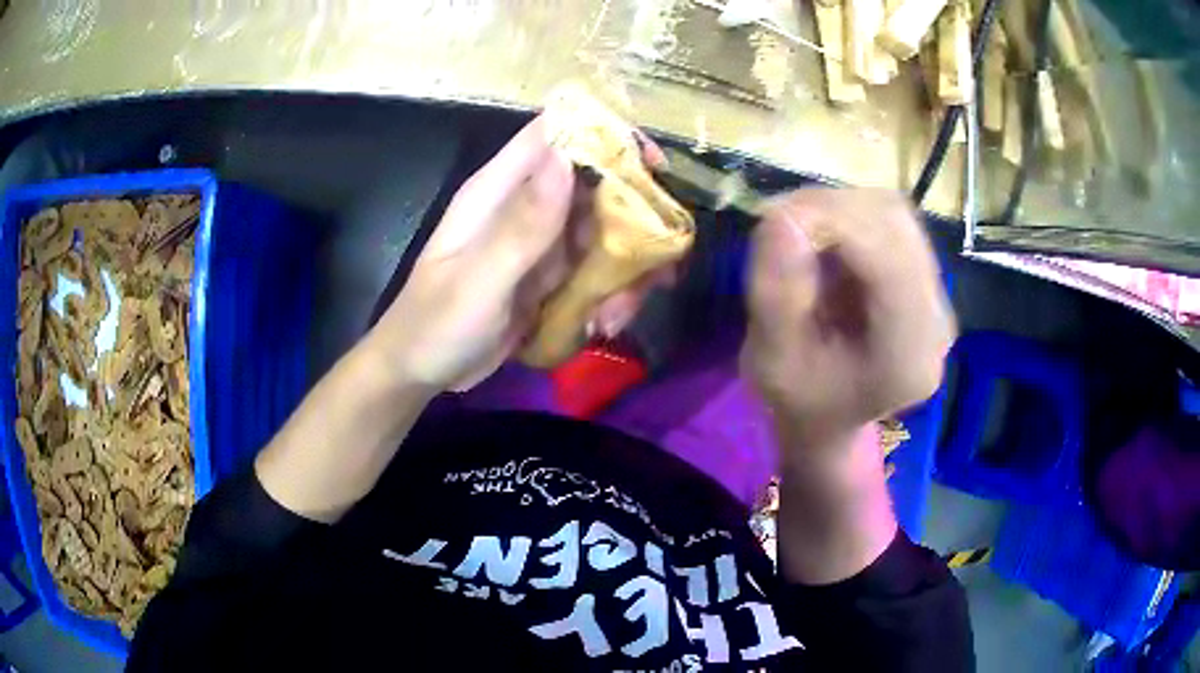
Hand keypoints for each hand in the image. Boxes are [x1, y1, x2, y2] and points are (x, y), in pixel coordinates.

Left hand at [369, 116, 670, 391]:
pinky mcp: (550, 276)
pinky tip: (603, 325)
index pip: (553, 136)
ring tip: (620, 312)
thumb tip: (565, 158)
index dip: (603, 135)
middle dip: (633, 217)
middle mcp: (525, 207)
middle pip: (594, 185)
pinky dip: (611, 293)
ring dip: (626, 268)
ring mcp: (541, 243)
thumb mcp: (477, 282)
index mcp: (498, 191)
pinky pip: (595, 270)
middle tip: (662, 258)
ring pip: (603, 231)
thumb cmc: (435, 324)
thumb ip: (519, 227)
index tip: (653, 165)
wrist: (420, 371)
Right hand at [741, 188, 955, 455]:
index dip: (835, 222)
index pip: (889, 260)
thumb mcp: (772, 362)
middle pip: (896, 225)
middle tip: (781, 222)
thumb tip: (780, 216)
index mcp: (908, 355)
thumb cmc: (801, 401)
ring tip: (801, 235)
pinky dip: (850, 217)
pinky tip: (824, 243)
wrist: (831, 420)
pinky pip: (891, 222)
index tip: (776, 219)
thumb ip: (776, 296)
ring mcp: (937, 296)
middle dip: (833, 209)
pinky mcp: (925, 277)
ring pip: (895, 214)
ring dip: (841, 209)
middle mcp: (937, 320)